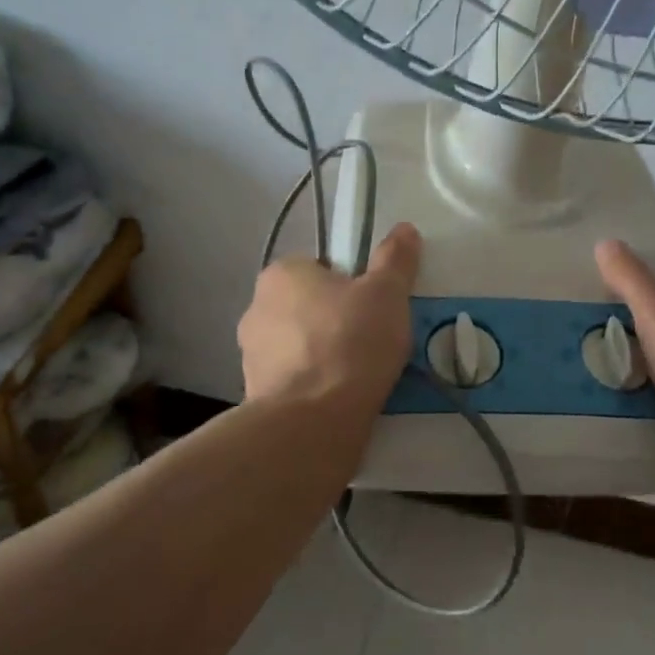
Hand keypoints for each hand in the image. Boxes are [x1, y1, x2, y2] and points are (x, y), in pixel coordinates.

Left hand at [239, 223, 421, 417]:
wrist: (311, 424)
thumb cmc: (349, 343)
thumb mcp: (386, 293)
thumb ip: (395, 258)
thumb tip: (404, 229)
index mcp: (280, 274)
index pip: (319, 267)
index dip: (350, 283)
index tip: (373, 305)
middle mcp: (256, 308)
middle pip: (309, 306)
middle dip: (336, 320)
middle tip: (374, 339)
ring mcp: (251, 356)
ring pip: (300, 345)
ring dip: (324, 355)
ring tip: (363, 375)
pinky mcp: (255, 396)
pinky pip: (295, 381)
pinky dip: (315, 387)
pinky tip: (342, 400)